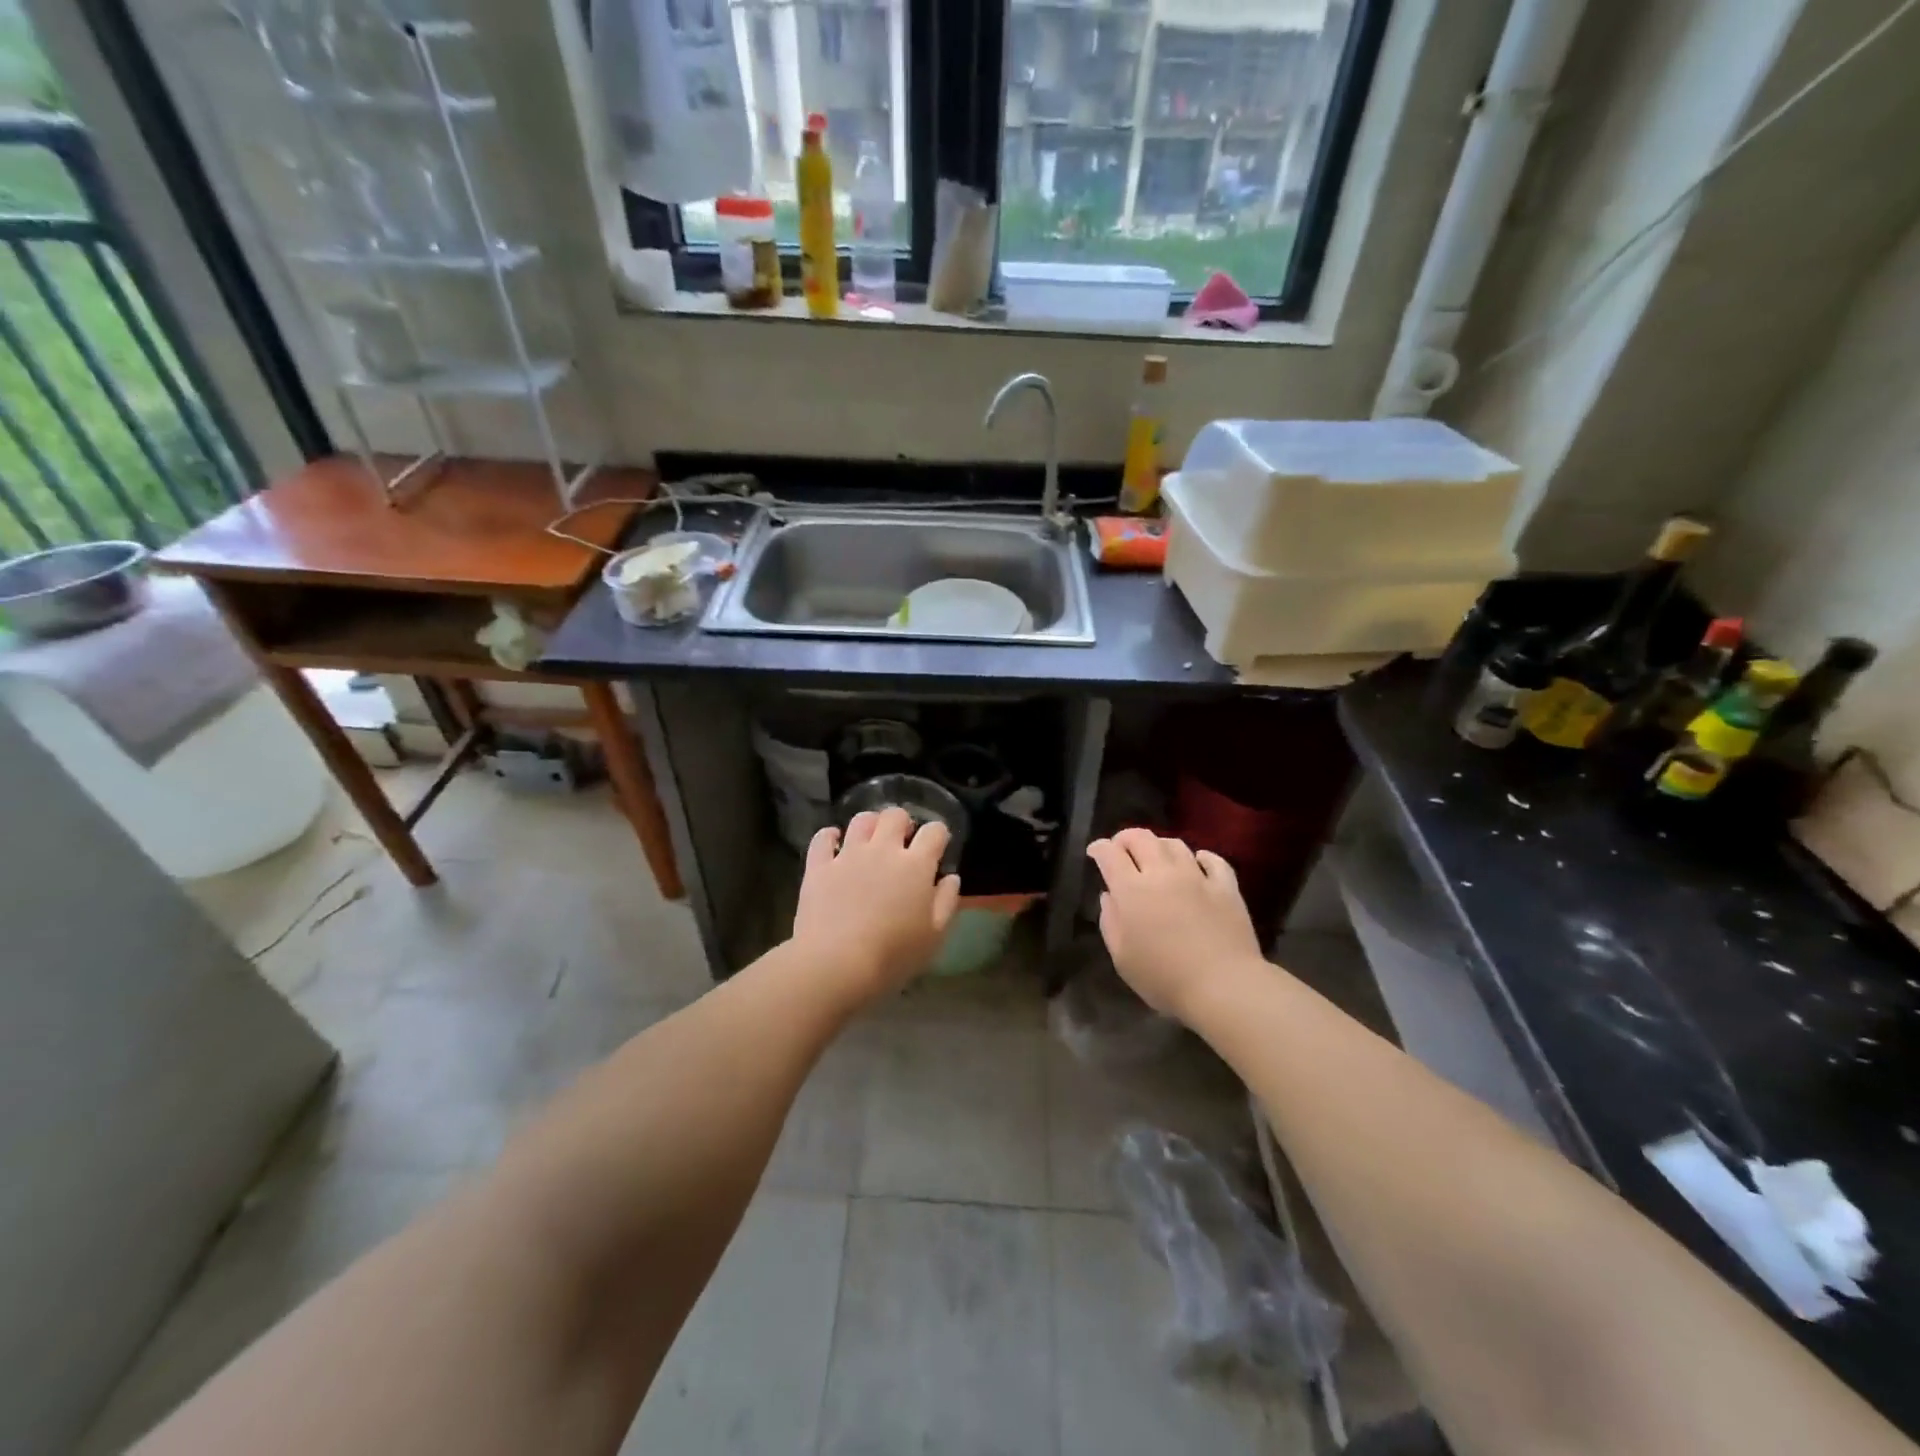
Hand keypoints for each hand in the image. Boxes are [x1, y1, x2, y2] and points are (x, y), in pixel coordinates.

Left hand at [792, 807, 961, 1004]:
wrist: (836, 964)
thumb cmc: (893, 954)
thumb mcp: (934, 936)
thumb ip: (947, 901)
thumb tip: (950, 877)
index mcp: (916, 865)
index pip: (934, 831)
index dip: (938, 835)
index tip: (937, 848)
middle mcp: (883, 850)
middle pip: (895, 816)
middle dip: (903, 823)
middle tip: (902, 842)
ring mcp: (848, 855)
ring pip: (861, 820)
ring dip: (870, 824)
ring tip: (870, 840)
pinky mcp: (819, 866)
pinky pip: (823, 838)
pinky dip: (830, 836)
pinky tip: (834, 843)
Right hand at [1086, 829, 1261, 1018]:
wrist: (1223, 986)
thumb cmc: (1164, 979)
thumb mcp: (1122, 958)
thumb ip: (1110, 922)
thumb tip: (1109, 896)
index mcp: (1132, 890)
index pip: (1109, 853)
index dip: (1099, 848)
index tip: (1094, 853)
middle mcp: (1162, 873)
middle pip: (1141, 837)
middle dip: (1125, 838)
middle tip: (1121, 850)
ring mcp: (1197, 877)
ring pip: (1175, 844)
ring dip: (1159, 846)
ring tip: (1157, 858)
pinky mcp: (1225, 887)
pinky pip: (1214, 860)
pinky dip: (1202, 857)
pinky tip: (1198, 863)